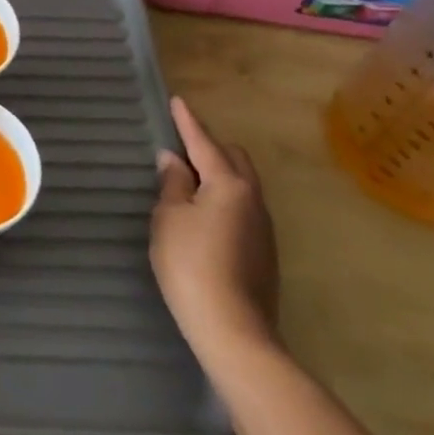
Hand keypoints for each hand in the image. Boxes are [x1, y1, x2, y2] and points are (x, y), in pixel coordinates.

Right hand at [150, 94, 279, 360]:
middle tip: (182, 147)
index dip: (187, 122)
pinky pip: (243, 209)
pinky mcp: (264, 254)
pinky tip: (205, 216)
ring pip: (242, 185)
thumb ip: (172, 183)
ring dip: (218, 175)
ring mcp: (263, 229)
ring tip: (190, 181)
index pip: (204, 142)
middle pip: (234, 159)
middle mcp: (253, 199)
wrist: (234, 333)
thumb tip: (175, 160)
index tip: (177, 101)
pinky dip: (224, 200)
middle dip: (210, 147)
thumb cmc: (192, 266)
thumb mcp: (169, 218)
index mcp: (229, 184)